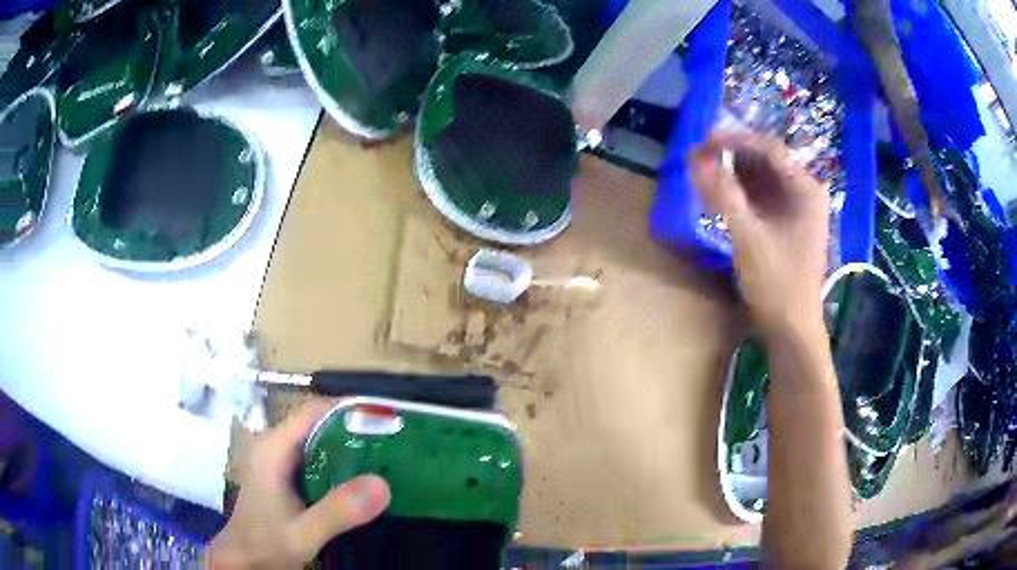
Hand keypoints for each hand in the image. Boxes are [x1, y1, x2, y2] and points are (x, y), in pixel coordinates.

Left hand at [207, 402, 390, 567]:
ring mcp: (279, 459)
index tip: (389, 422)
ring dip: (351, 448)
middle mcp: (275, 445)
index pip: (314, 411)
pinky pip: (318, 458)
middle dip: (356, 430)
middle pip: (319, 423)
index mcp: (274, 448)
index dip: (350, 411)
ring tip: (388, 459)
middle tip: (396, 445)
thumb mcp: (304, 533)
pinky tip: (362, 481)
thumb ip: (338, 511)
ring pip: (320, 440)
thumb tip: (384, 484)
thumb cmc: (267, 542)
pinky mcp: (285, 474)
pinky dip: (341, 464)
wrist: (245, 558)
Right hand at [690, 130, 829, 336]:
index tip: (704, 141)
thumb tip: (696, 158)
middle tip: (699, 157)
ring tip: (704, 173)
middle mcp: (806, 192)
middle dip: (732, 157)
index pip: (770, 149)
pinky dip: (741, 193)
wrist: (791, 328)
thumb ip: (722, 194)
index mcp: (806, 190)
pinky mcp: (788, 223)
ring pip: (763, 178)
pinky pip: (763, 196)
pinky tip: (720, 195)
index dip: (735, 140)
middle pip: (766, 161)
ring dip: (734, 174)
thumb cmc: (777, 284)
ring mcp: (799, 209)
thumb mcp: (748, 237)